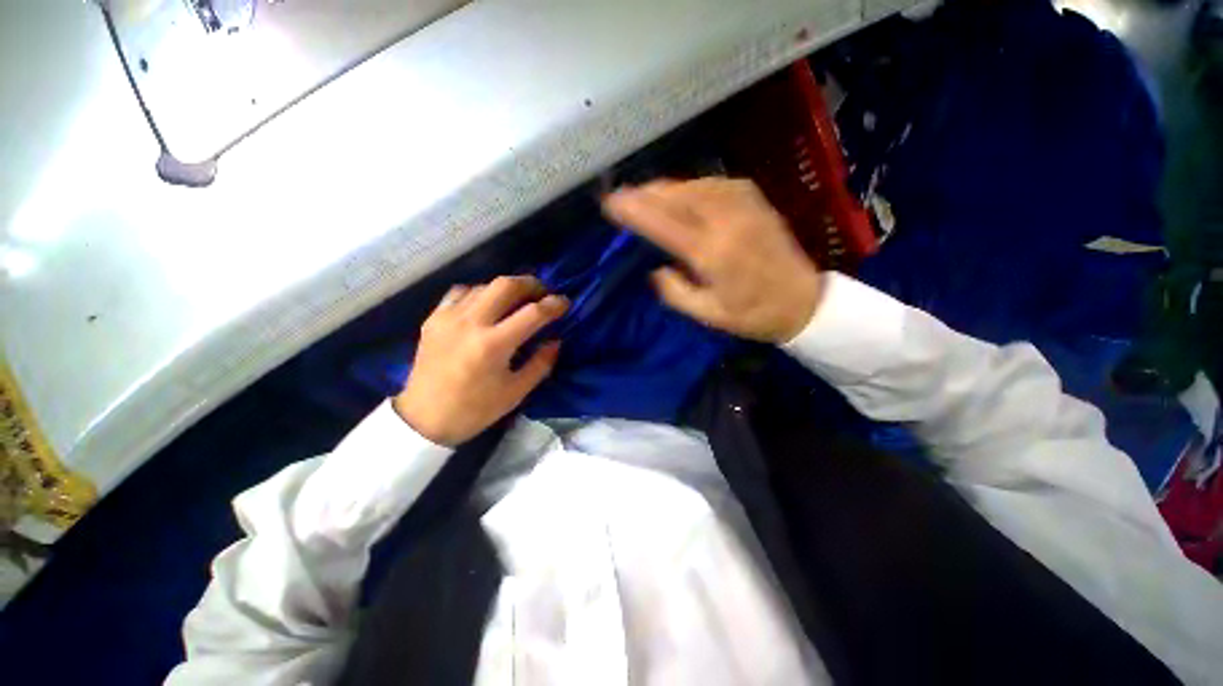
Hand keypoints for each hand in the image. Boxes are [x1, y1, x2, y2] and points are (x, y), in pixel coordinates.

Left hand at [393, 276, 567, 446]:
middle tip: (543, 293)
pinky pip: (461, 292)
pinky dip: (480, 292)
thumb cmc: (475, 410)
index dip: (554, 305)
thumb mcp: (516, 392)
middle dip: (531, 284)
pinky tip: (486, 305)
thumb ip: (541, 363)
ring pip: (484, 285)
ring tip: (517, 300)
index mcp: (494, 345)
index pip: (533, 313)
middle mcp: (471, 323)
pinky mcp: (433, 319)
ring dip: (506, 288)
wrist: (424, 418)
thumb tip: (556, 340)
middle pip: (506, 285)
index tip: (565, 303)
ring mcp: (448, 317)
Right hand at [603, 178, 823, 342]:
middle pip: (674, 196)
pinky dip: (685, 187)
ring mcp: (741, 202)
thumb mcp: (707, 314)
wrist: (802, 300)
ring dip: (662, 189)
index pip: (663, 223)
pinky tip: (675, 195)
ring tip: (641, 196)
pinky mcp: (751, 196)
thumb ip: (674, 292)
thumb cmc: (751, 314)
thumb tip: (655, 270)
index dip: (634, 211)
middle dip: (642, 194)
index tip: (609, 203)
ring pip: (690, 185)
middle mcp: (725, 219)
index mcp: (712, 252)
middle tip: (619, 198)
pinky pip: (708, 184)